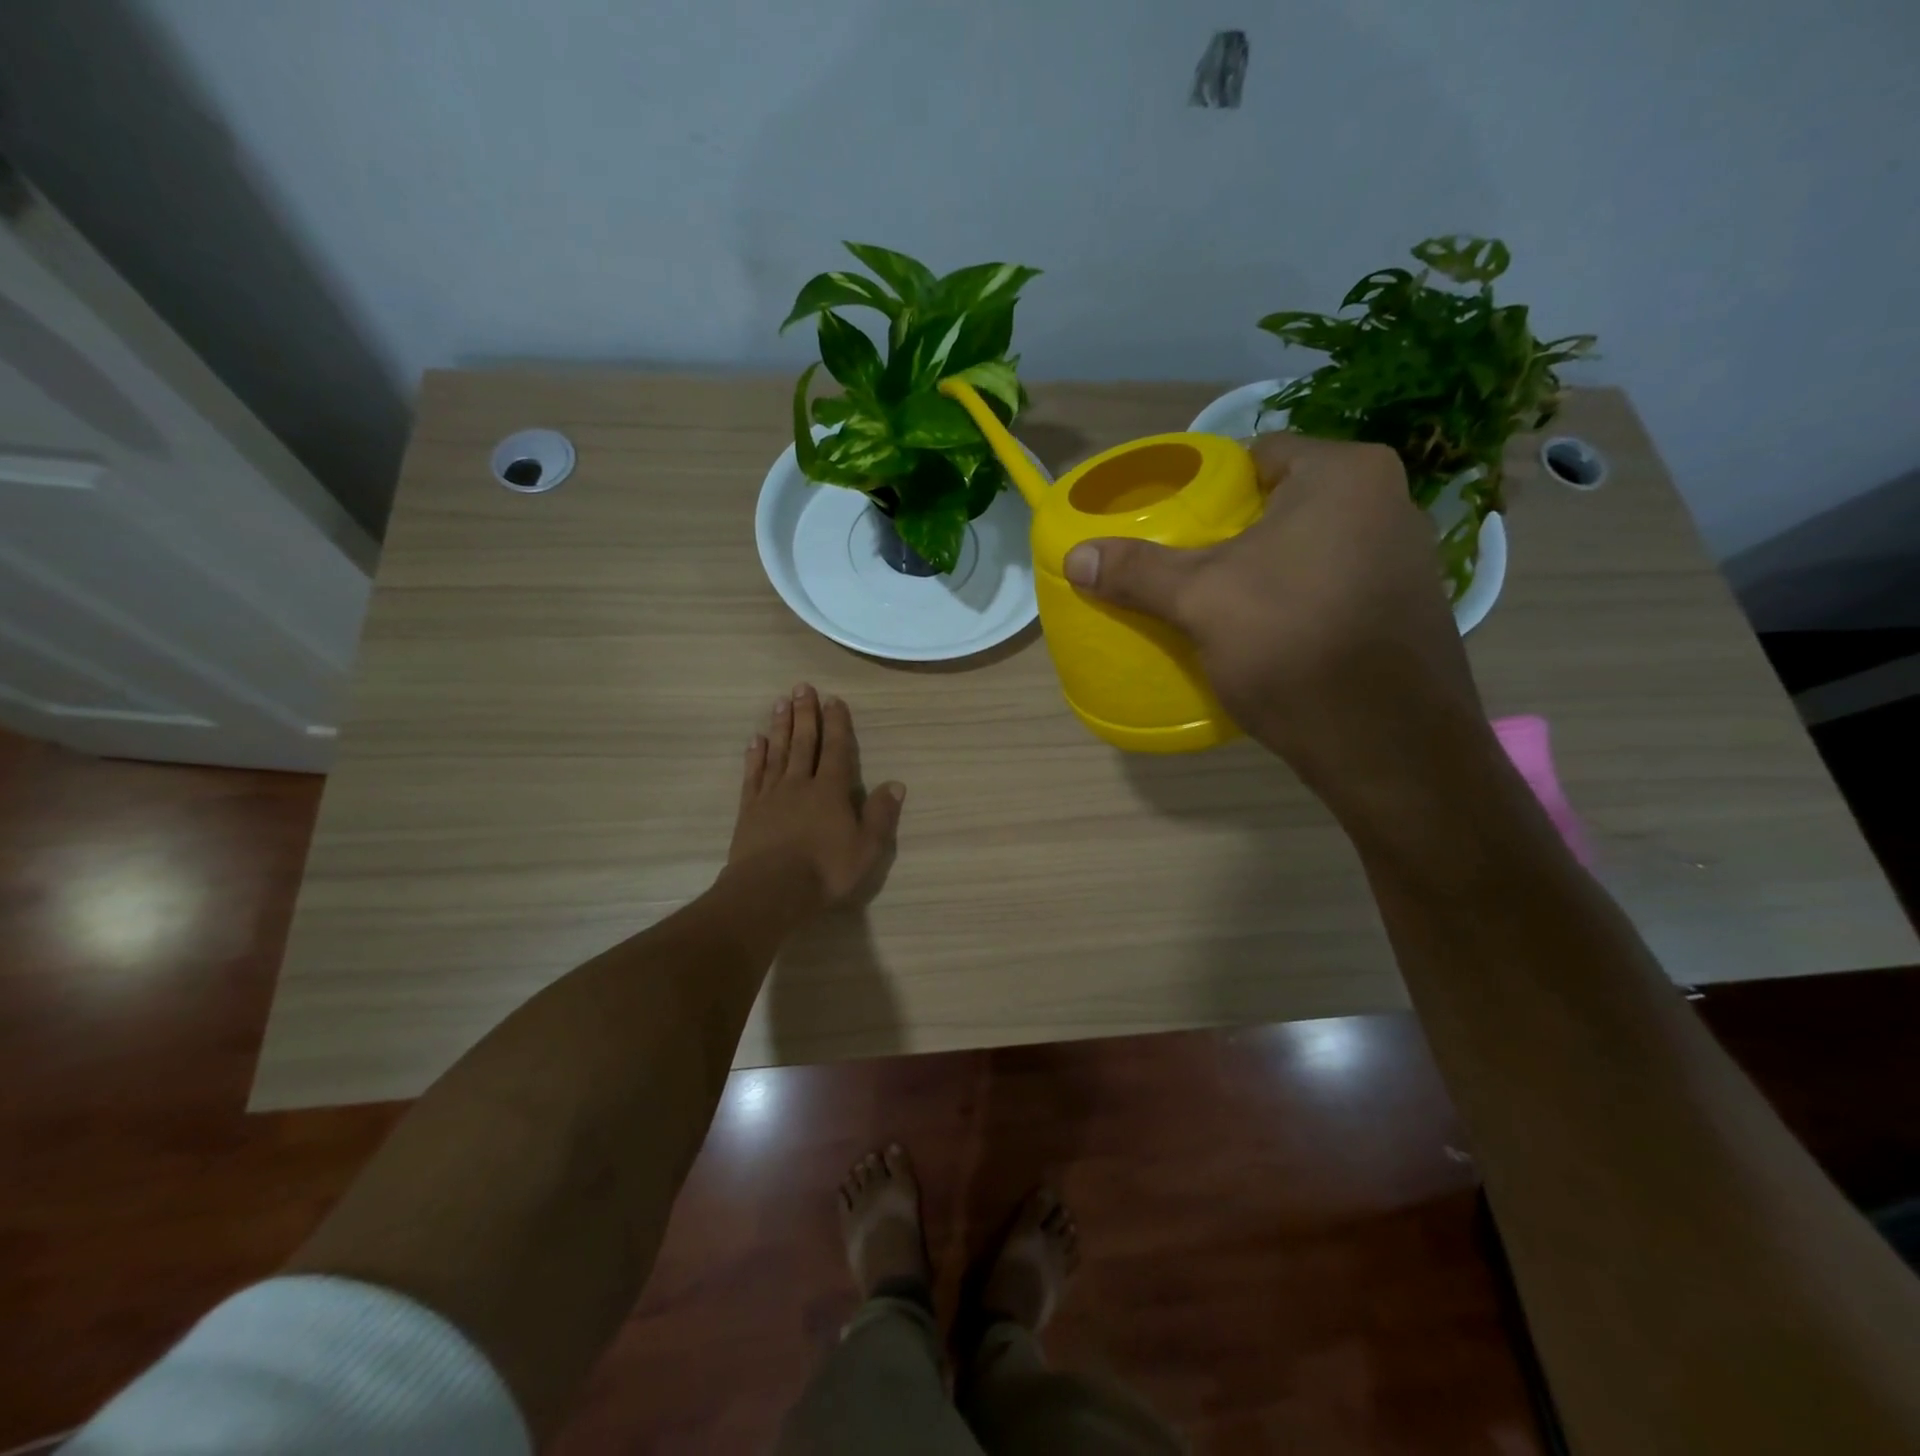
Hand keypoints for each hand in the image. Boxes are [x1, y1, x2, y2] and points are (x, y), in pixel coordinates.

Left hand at [728, 683, 903, 911]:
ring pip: (777, 753)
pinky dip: (755, 756)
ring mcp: (771, 795)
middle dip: (804, 714)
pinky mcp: (749, 810)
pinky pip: (753, 776)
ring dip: (780, 727)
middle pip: (803, 742)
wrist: (770, 891)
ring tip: (780, 703)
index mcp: (830, 791)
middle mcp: (800, 784)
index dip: (836, 724)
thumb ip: (880, 815)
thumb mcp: (866, 848)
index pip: (835, 749)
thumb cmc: (824, 871)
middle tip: (801, 687)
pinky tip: (755, 741)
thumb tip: (896, 784)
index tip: (833, 699)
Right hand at [1063, 433, 1482, 781]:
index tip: (1177, 528)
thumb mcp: (1201, 602)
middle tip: (1190, 571)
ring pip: (1310, 548)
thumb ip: (1137, 572)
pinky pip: (1334, 585)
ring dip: (1268, 570)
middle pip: (1283, 504)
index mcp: (1344, 474)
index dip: (1210, 490)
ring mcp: (1407, 557)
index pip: (1258, 456)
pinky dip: (1299, 600)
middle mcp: (1388, 501)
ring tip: (1223, 605)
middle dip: (1236, 535)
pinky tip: (1272, 636)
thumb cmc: (1292, 645)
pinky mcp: (1407, 608)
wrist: (1387, 744)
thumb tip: (1074, 556)